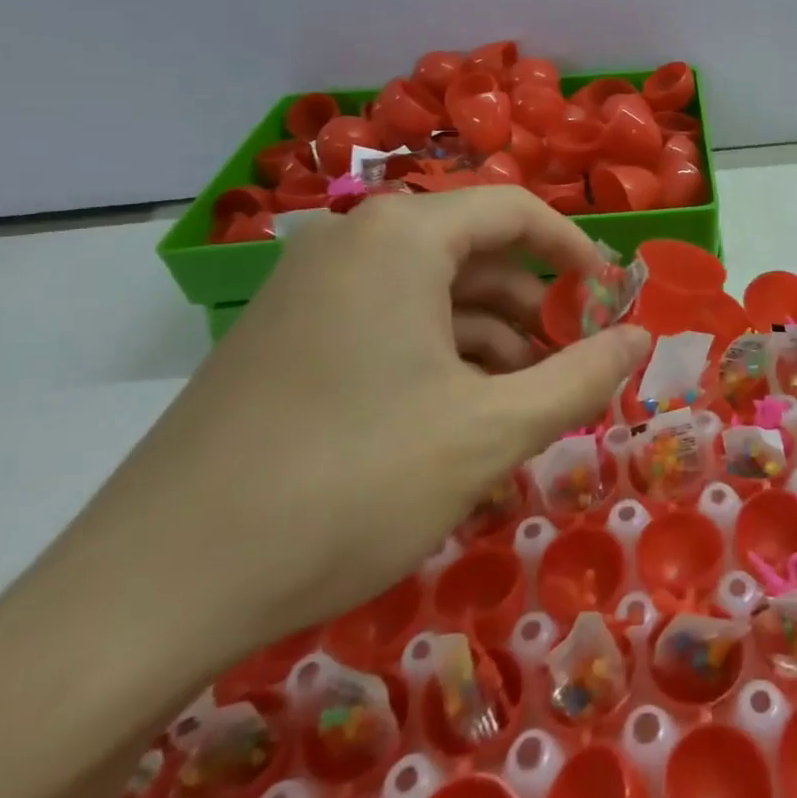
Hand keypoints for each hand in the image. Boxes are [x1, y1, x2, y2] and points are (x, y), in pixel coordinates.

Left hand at [80, 187, 651, 658]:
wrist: (154, 588)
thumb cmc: (349, 484)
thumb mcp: (490, 432)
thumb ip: (581, 378)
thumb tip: (642, 337)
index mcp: (400, 237)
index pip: (514, 209)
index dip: (575, 251)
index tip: (611, 302)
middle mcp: (350, 243)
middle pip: (472, 254)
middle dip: (533, 309)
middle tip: (574, 368)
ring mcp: (308, 290)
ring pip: (429, 296)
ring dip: (488, 342)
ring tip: (524, 408)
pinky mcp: (282, 339)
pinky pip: (385, 326)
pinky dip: (436, 360)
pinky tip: (458, 425)